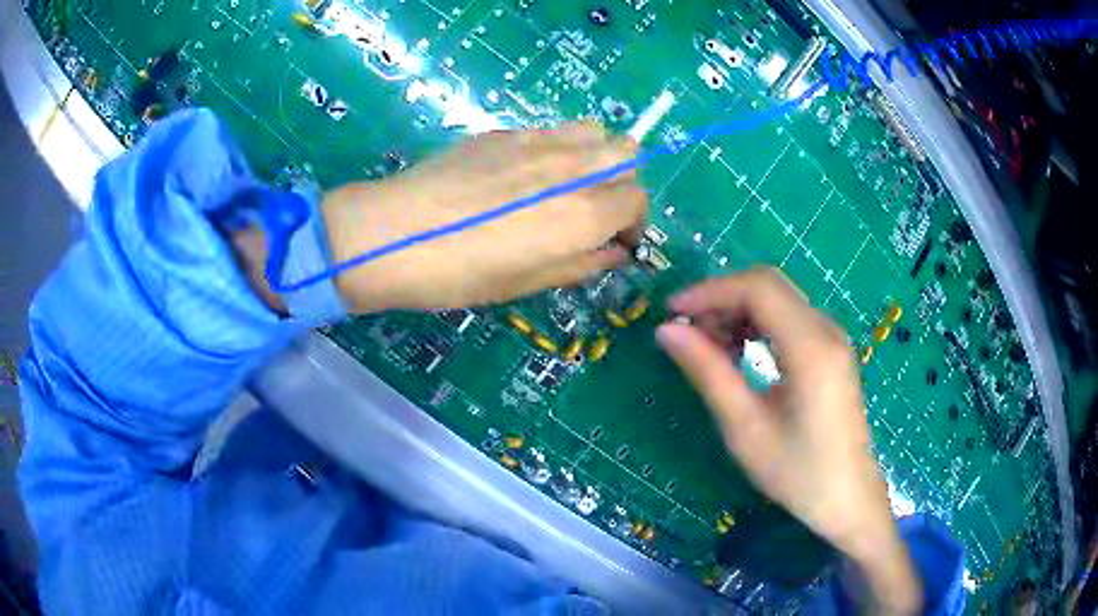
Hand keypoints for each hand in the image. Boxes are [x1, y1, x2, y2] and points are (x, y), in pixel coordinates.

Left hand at [320, 123, 645, 312]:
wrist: (393, 235)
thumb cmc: (460, 273)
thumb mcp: (527, 283)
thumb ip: (582, 264)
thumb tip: (614, 252)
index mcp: (582, 213)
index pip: (637, 200)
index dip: (635, 224)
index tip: (617, 242)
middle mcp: (570, 168)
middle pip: (627, 153)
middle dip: (624, 182)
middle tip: (597, 209)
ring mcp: (537, 141)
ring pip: (594, 130)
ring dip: (597, 155)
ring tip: (569, 183)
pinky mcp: (505, 131)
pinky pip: (552, 130)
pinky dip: (560, 148)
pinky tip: (527, 173)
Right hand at [655, 268, 921, 613]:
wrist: (848, 498)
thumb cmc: (798, 473)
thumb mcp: (745, 429)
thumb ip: (708, 373)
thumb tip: (666, 331)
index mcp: (810, 347)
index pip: (757, 288)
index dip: (710, 291)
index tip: (671, 313)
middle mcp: (826, 330)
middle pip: (768, 285)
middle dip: (722, 299)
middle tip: (687, 333)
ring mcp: (832, 338)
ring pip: (778, 299)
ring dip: (738, 311)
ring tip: (708, 347)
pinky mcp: (831, 351)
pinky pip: (790, 318)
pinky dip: (758, 324)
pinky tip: (739, 353)